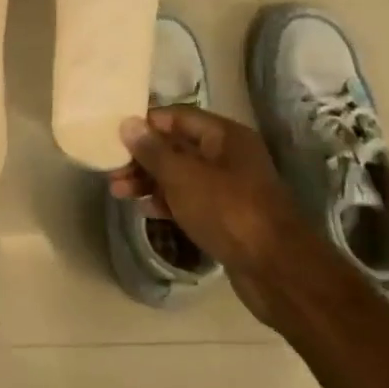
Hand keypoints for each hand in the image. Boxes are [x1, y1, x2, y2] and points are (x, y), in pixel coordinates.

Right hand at [111, 106, 303, 322]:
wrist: (277, 271)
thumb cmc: (228, 211)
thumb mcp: (183, 176)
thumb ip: (152, 150)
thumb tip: (127, 123)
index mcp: (224, 136)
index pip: (176, 116)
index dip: (144, 124)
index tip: (113, 136)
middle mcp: (228, 156)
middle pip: (176, 146)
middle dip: (142, 157)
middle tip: (111, 170)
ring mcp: (229, 188)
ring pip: (180, 175)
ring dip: (149, 181)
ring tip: (118, 192)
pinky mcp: (226, 217)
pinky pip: (189, 200)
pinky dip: (166, 202)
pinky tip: (145, 211)